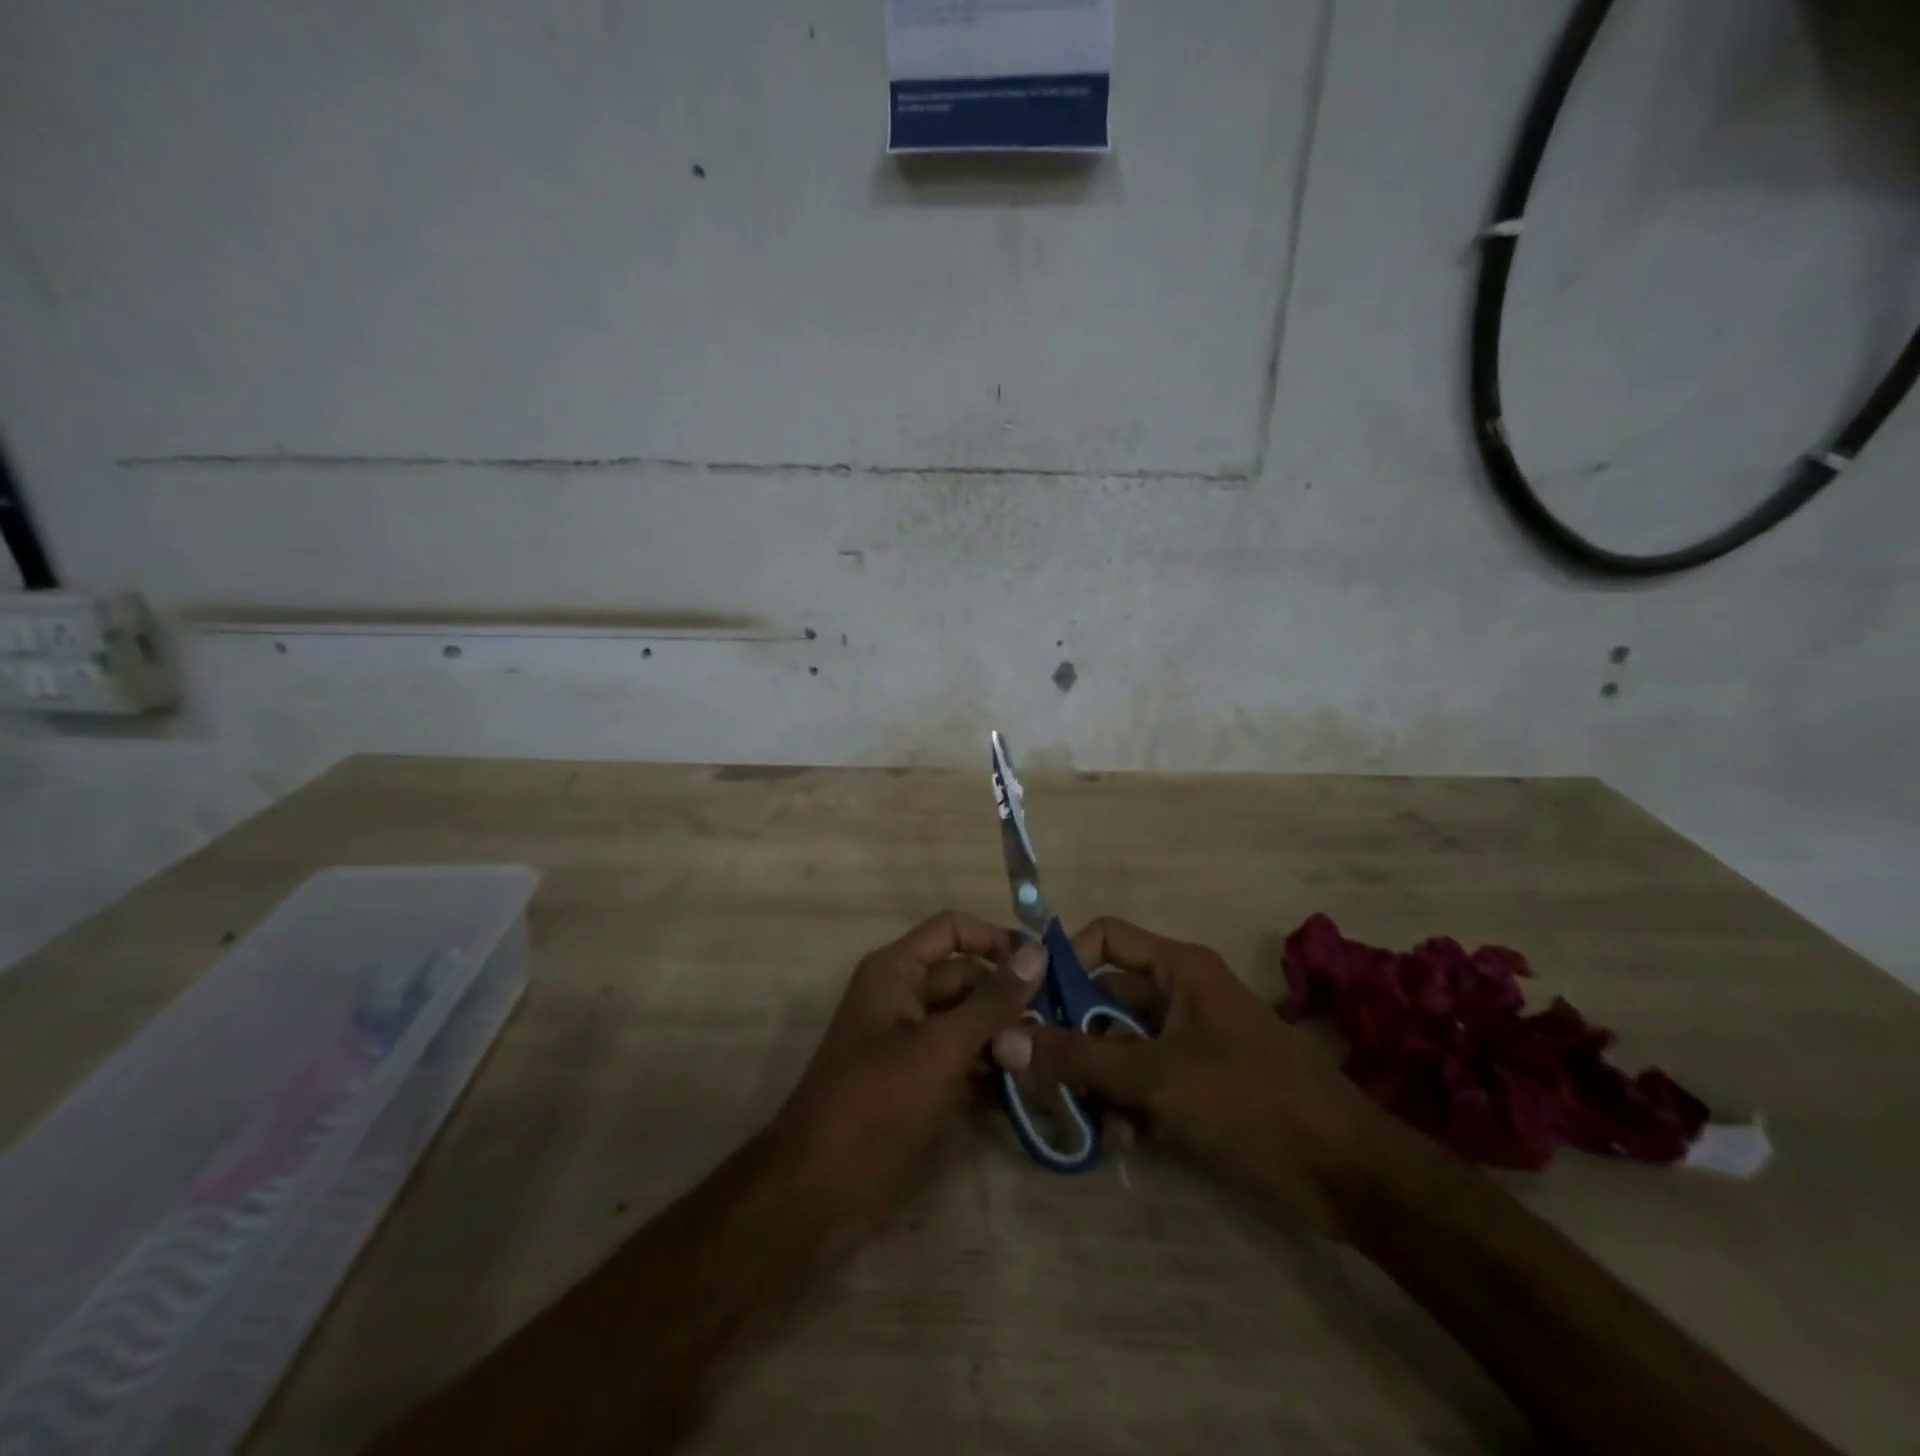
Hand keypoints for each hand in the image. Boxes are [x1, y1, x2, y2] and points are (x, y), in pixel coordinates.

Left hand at [772, 911, 1045, 1229]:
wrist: (820, 1190)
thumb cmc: (878, 1103)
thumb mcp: (941, 1047)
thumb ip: (992, 1001)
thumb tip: (1037, 952)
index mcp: (897, 971)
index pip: (953, 929)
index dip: (995, 941)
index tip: (1041, 970)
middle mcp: (904, 996)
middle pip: (967, 979)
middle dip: (1007, 1003)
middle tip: (1049, 1035)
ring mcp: (912, 1042)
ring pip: (970, 1023)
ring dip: (1005, 1041)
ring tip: (1043, 1067)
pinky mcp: (921, 1082)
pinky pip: (964, 1061)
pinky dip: (991, 1074)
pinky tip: (1026, 1096)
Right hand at [990, 917, 1383, 1229]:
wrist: (1350, 1177)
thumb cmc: (1253, 1102)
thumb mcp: (1159, 1076)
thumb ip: (1080, 1057)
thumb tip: (1006, 1038)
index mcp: (1179, 970)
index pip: (1105, 939)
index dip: (1063, 962)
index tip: (1026, 1003)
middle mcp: (1180, 996)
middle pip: (1105, 1000)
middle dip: (1071, 1037)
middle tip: (1032, 1074)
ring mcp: (1188, 1043)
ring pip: (1119, 1047)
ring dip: (1095, 1080)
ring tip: (1076, 1118)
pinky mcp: (1197, 1085)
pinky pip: (1143, 1082)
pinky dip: (1125, 1106)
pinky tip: (1117, 1142)